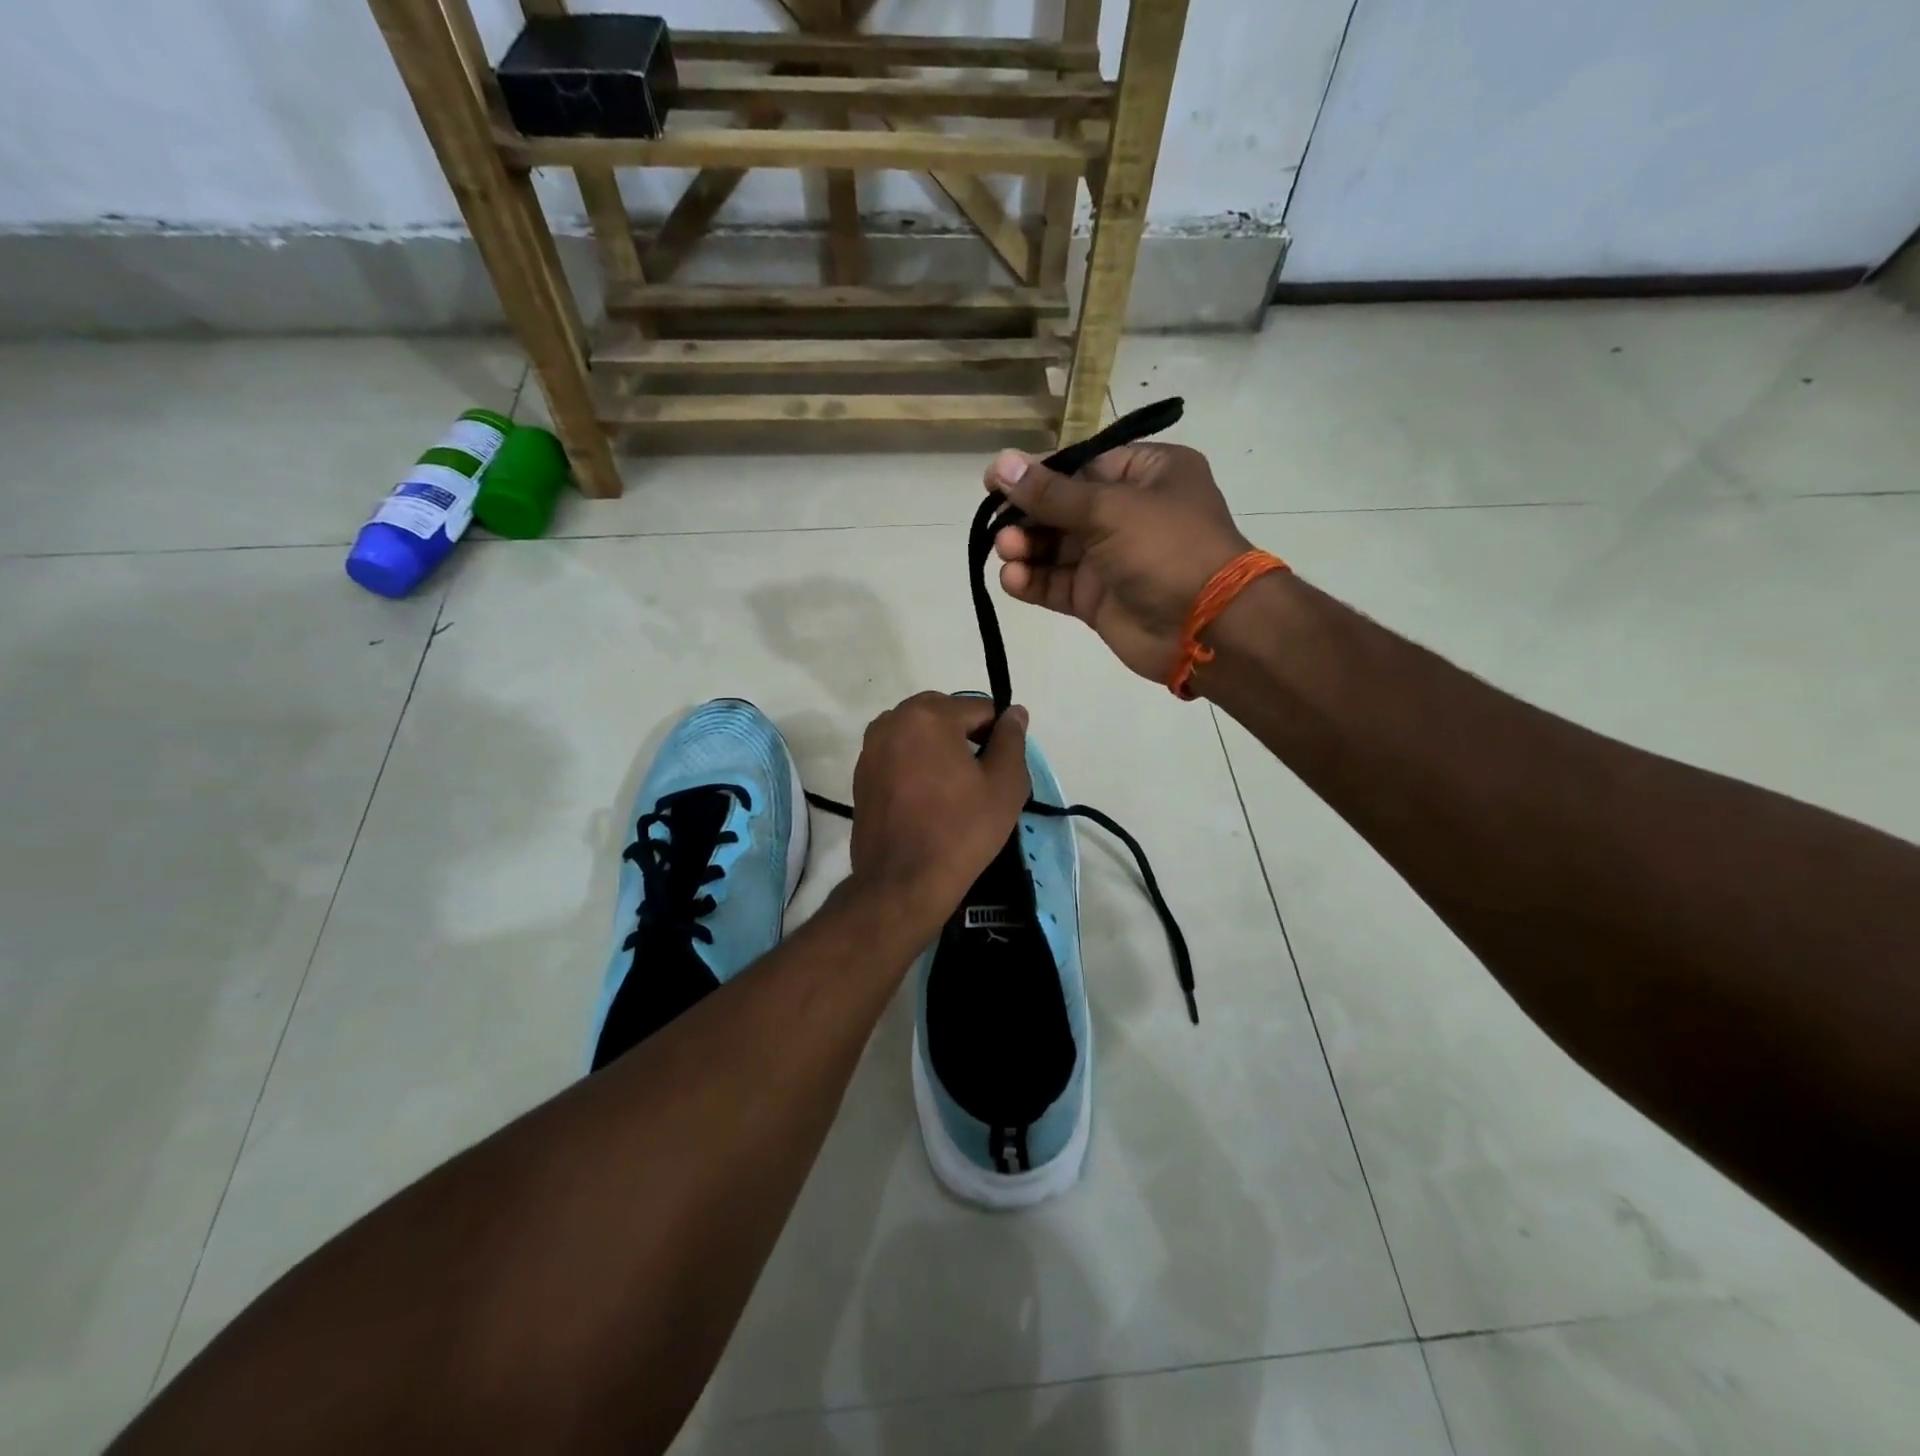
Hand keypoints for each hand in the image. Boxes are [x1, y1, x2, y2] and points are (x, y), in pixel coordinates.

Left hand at [846, 693, 1031, 929]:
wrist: (902, 882)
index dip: (998, 734)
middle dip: (966, 736)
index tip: (1003, 767)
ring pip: (918, 733)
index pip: (978, 708)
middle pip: (944, 714)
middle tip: (980, 777)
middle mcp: (893, 720)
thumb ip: (1012, 740)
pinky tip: (928, 798)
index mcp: (929, 715)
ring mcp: (870, 747)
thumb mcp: (1004, 785)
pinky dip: (916, 764)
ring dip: (939, 748)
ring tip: (954, 788)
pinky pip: (898, 754)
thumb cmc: (961, 831)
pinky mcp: (860, 773)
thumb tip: (1014, 712)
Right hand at [986, 442, 1251, 682]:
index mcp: (1147, 475)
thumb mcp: (1110, 509)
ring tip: (1006, 551)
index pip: (1082, 467)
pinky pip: (1057, 584)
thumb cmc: (1167, 549)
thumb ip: (1052, 493)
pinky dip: (1032, 581)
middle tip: (997, 525)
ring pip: (1055, 548)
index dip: (1038, 474)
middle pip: (1063, 508)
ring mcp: (1112, 559)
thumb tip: (1001, 463)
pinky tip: (1012, 579)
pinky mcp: (1097, 599)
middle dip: (1028, 516)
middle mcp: (1128, 513)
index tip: (995, 481)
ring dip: (1026, 548)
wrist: (1206, 627)